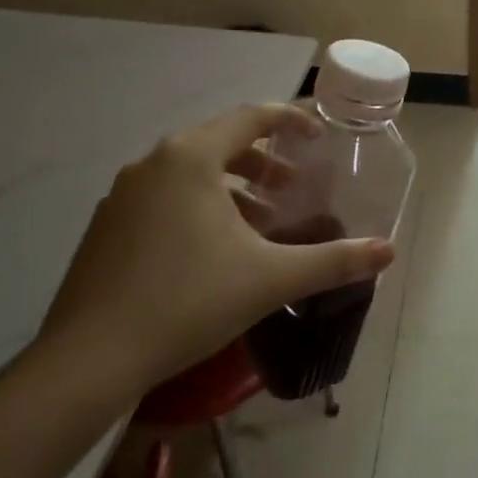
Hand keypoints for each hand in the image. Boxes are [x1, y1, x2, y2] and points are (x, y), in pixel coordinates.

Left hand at [31, 104, 393, 414]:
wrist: (88, 360)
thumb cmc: (188, 301)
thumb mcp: (270, 278)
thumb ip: (333, 261)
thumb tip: (388, 252)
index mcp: (191, 158)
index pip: (251, 117)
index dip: (290, 120)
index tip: (318, 136)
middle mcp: (153, 162)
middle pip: (220, 143)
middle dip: (263, 163)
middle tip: (292, 189)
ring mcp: (123, 194)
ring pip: (190, 173)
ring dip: (231, 188)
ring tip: (260, 224)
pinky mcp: (105, 226)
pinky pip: (164, 198)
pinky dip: (197, 207)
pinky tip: (212, 252)